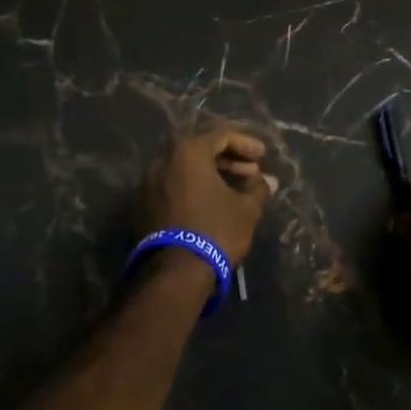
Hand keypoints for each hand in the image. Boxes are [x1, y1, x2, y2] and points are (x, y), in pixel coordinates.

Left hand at [140, 125, 277, 265]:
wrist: (174, 273)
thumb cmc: (215, 230)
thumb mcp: (246, 209)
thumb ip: (258, 188)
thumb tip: (267, 180)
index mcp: (188, 152)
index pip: (221, 136)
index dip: (245, 144)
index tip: (263, 156)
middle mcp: (164, 161)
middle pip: (201, 151)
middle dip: (229, 160)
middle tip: (251, 174)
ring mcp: (149, 184)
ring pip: (186, 170)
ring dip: (212, 176)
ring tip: (234, 191)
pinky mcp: (142, 207)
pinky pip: (173, 188)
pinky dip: (193, 190)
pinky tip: (211, 205)